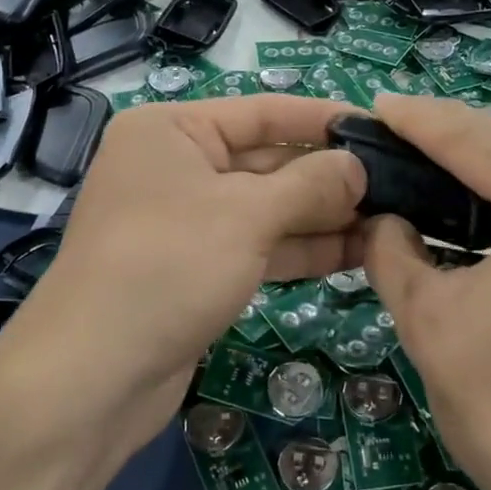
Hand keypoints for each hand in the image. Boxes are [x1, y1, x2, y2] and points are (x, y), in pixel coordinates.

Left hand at [1, 95, 365, 456]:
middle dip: (329, 177)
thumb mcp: (246, 215)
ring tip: (390, 221)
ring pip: (266, 209)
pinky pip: (257, 246)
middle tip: (397, 186)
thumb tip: (357, 166)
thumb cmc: (168, 267)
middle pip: (267, 162)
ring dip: (323, 217)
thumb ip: (309, 185)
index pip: (262, 112)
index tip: (380, 130)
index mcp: (172, 131)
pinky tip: (355, 253)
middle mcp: (176, 168)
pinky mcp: (196, 269)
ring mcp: (186, 222)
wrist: (94, 377)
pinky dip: (300, 249)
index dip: (322, 121)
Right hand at [361, 95, 490, 489]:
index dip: (421, 121)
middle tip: (397, 125)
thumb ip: (393, 251)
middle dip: (454, 133)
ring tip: (431, 155)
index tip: (377, 105)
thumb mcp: (430, 321)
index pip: (478, 142)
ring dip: (490, 165)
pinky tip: (485, 203)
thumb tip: (383, 217)